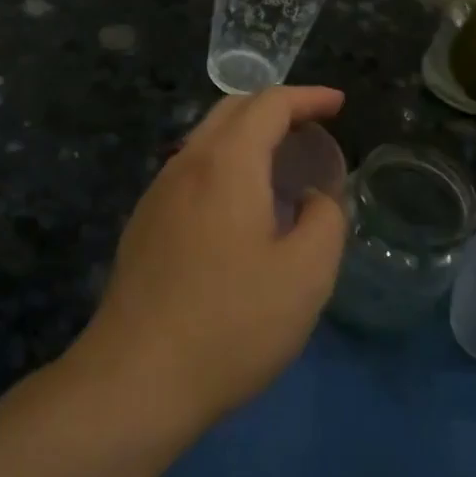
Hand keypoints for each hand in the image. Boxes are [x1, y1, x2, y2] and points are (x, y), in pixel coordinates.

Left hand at [70, 87, 348, 431]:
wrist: (136, 379)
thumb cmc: (232, 324)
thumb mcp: (306, 275)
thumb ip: (324, 221)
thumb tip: (312, 199)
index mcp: (226, 164)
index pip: (269, 104)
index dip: (308, 97)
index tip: (339, 105)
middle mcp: (185, 165)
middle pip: (231, 111)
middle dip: (276, 107)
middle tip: (312, 127)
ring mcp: (156, 195)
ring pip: (205, 140)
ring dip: (247, 136)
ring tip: (281, 163)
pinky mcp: (142, 226)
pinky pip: (190, 172)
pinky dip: (225, 165)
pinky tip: (239, 205)